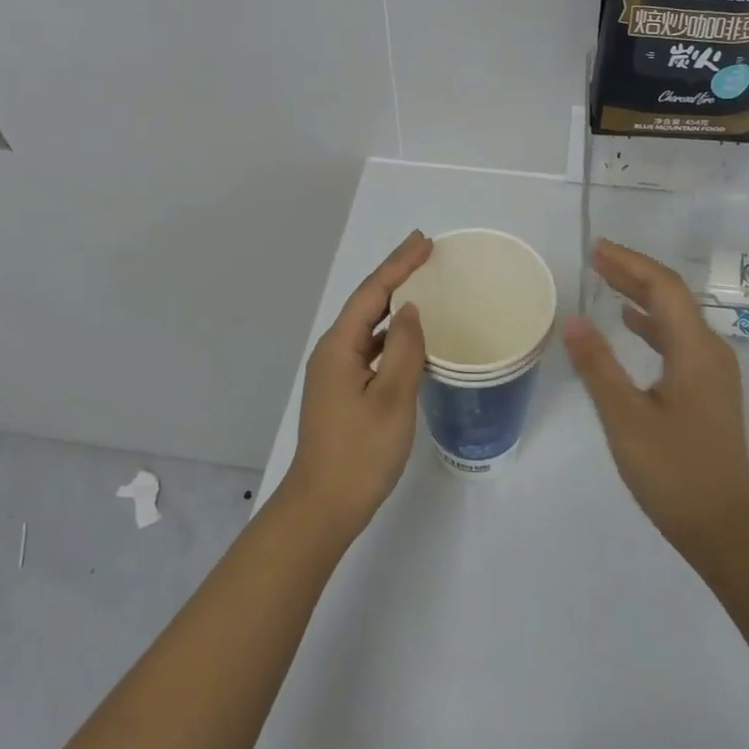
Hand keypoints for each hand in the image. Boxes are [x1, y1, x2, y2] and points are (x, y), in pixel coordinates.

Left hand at [283, 230, 433, 538]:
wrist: (323, 508)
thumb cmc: (360, 453)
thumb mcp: (392, 398)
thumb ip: (405, 349)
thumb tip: (409, 310)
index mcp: (340, 346)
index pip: (372, 292)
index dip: (399, 264)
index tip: (424, 241)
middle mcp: (333, 352)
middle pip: (367, 302)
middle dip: (395, 274)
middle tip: (425, 252)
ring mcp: (335, 373)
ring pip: (368, 326)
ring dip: (393, 303)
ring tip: (422, 284)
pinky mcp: (342, 391)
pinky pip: (370, 348)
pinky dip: (391, 334)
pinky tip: (409, 338)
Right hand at [563, 239, 748, 564]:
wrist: (725, 528)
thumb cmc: (674, 473)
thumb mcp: (626, 419)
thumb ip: (598, 366)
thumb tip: (573, 319)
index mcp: (696, 350)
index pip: (663, 288)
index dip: (629, 264)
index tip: (595, 249)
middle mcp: (710, 351)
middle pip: (672, 297)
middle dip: (633, 273)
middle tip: (594, 258)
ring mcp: (712, 371)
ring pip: (674, 317)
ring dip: (640, 296)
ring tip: (604, 281)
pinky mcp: (707, 389)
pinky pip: (676, 339)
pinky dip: (650, 323)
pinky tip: (628, 324)